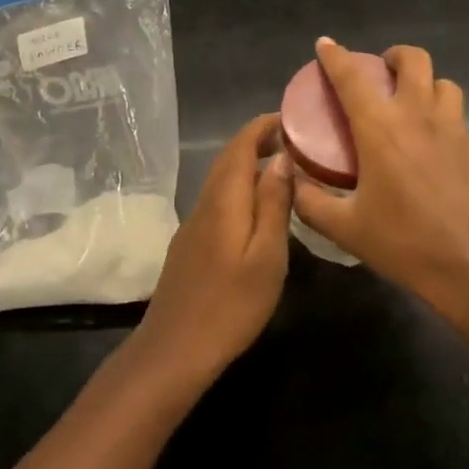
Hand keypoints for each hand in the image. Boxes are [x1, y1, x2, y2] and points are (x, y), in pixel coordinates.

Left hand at [135, 113, 292, 378]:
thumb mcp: (267, 256)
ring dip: (249, 164)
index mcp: (225, 199)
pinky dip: (240, 188)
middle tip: (295, 141)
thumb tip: (282, 159)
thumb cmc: (230, 305)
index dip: (264, 126)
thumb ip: (274, 204)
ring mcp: (193, 223)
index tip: (292, 118)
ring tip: (283, 169)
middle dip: (258, 141)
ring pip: (222, 179)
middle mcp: (205, 202)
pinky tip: (257, 208)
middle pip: (229, 158)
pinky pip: (218, 199)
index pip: (241, 144)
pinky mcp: (190, 244)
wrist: (174, 350)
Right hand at [293, 39, 468, 336]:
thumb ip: (311, 202)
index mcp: (380, 128)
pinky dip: (439, 112)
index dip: (335, 56)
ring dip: (423, 82)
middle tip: (379, 73)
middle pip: (412, 59)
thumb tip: (292, 181)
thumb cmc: (408, 244)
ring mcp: (452, 128)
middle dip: (393, 56)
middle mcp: (417, 115)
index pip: (352, 77)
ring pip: (441, 82)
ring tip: (409, 103)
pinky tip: (429, 144)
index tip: (325, 45)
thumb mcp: (347, 229)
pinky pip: (456, 112)